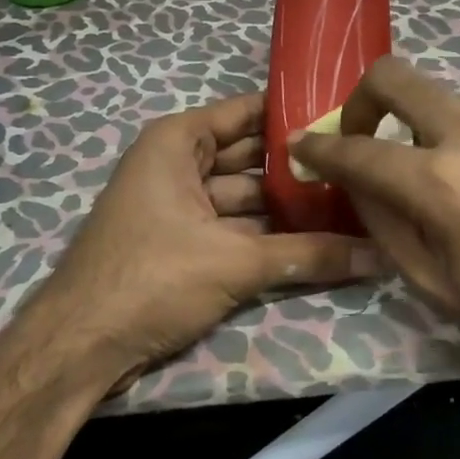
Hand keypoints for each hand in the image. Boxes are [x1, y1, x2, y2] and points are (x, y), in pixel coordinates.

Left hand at [30, 92, 381, 390]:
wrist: (80, 346)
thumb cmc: (152, 278)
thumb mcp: (234, 262)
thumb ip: (308, 255)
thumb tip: (379, 255)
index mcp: (178, 141)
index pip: (247, 112)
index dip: (294, 114)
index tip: (345, 117)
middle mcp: (177, 163)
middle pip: (250, 156)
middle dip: (298, 167)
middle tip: (359, 168)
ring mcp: (178, 205)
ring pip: (244, 197)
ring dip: (287, 206)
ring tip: (350, 205)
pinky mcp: (182, 243)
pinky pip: (233, 227)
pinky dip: (267, 235)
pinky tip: (315, 241)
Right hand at [292, 56, 459, 394]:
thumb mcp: (438, 288)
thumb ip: (385, 224)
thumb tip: (355, 183)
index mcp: (442, 184)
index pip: (356, 150)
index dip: (319, 148)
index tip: (303, 146)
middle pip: (394, 77)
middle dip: (362, 100)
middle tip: (364, 134)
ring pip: (451, 104)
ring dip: (435, 135)